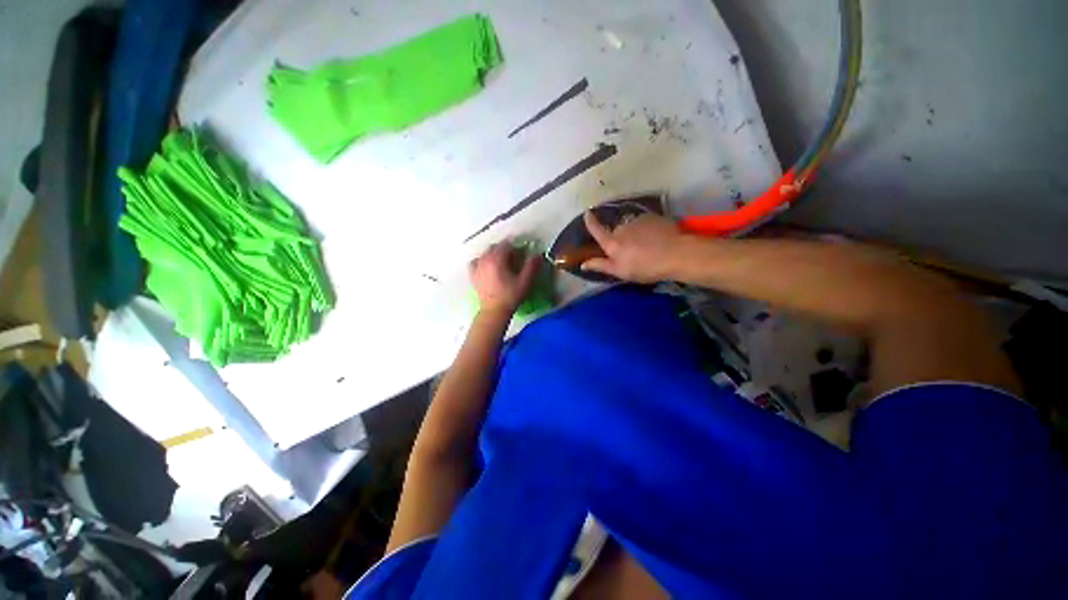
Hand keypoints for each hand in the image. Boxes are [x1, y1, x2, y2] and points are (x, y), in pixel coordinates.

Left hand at [470, 242, 537, 314]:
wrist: (494, 311)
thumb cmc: (511, 296)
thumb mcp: (525, 281)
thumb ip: (531, 266)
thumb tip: (537, 254)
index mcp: (497, 259)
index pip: (506, 244)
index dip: (515, 246)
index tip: (521, 252)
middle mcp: (485, 259)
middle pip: (494, 247)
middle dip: (504, 249)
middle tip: (513, 257)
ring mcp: (477, 267)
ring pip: (485, 253)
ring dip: (493, 254)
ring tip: (501, 262)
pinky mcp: (473, 275)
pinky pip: (476, 262)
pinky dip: (482, 261)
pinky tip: (487, 266)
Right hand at [581, 211, 682, 282]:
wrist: (675, 254)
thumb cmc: (645, 267)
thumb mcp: (621, 272)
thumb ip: (601, 265)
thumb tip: (583, 264)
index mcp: (612, 243)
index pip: (597, 230)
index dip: (591, 222)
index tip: (587, 213)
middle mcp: (621, 228)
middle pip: (616, 232)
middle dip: (620, 240)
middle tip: (632, 253)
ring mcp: (637, 221)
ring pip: (631, 227)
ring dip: (634, 235)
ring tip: (647, 247)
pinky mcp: (651, 216)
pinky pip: (644, 222)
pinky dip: (646, 229)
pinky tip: (656, 239)